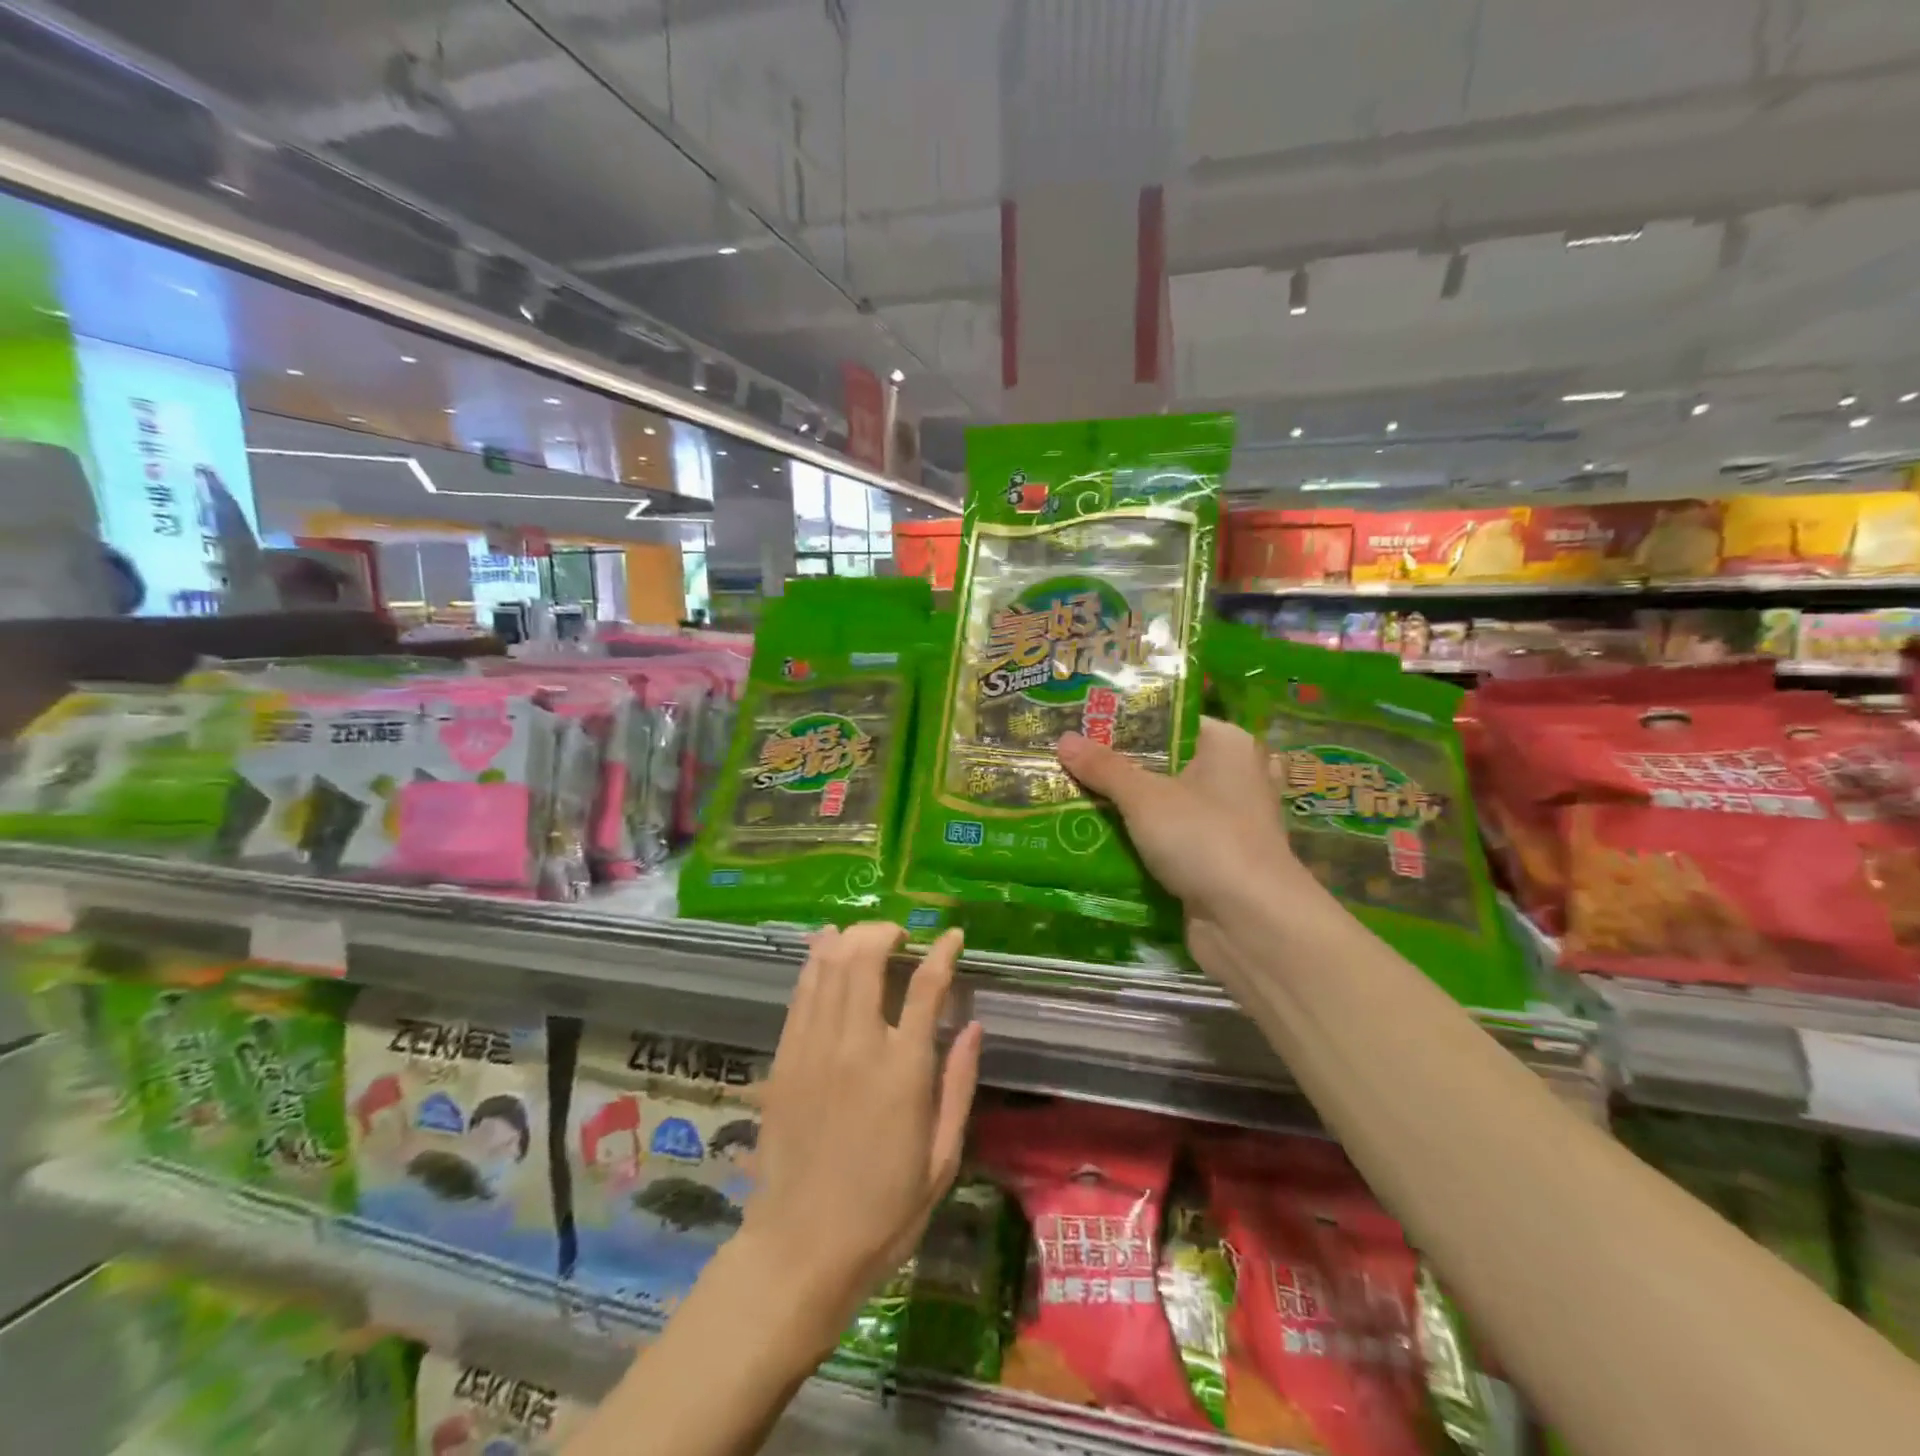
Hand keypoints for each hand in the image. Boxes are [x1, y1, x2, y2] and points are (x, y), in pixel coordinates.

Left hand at [740, 923, 981, 1352]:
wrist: (800, 1249)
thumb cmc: (883, 1211)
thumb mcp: (942, 1158)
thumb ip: (959, 1085)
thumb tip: (974, 1026)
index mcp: (904, 1070)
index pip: (927, 987)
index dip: (941, 952)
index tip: (951, 936)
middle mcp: (858, 1045)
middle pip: (868, 959)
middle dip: (886, 933)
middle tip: (902, 935)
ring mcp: (815, 1048)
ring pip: (830, 966)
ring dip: (851, 938)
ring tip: (868, 935)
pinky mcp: (785, 1058)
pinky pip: (802, 993)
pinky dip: (815, 960)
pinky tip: (825, 945)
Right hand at [1057, 716, 1310, 924]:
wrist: (1250, 922)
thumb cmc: (1204, 838)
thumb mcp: (1145, 797)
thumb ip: (1104, 768)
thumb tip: (1063, 739)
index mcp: (1227, 745)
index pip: (1170, 721)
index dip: (1126, 722)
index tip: (1081, 724)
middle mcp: (1232, 777)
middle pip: (1163, 764)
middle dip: (1116, 768)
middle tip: (1066, 760)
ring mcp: (1225, 822)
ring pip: (1163, 805)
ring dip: (1123, 809)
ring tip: (1069, 796)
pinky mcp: (1214, 860)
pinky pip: (1167, 840)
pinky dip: (1138, 841)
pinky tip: (1095, 839)